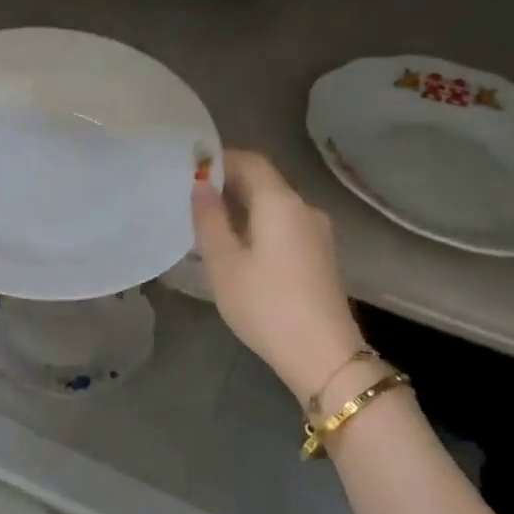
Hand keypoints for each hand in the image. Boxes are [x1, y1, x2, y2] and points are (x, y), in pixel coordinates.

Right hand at [191, 149, 366, 407]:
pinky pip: (285, 225)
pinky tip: (238, 246)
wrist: (323, 355)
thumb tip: (200, 185)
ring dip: (243, 205)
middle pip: (265, 182)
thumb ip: (209, 219)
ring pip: (275, 205)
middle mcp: (305, 208)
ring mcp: (317, 232)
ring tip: (209, 222)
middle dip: (229, 182)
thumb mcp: (224, 263)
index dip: (220, 158)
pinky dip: (259, 224)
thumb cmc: (265, 305)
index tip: (190, 167)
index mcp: (281, 203)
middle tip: (192, 196)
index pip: (251, 161)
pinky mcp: (321, 255)